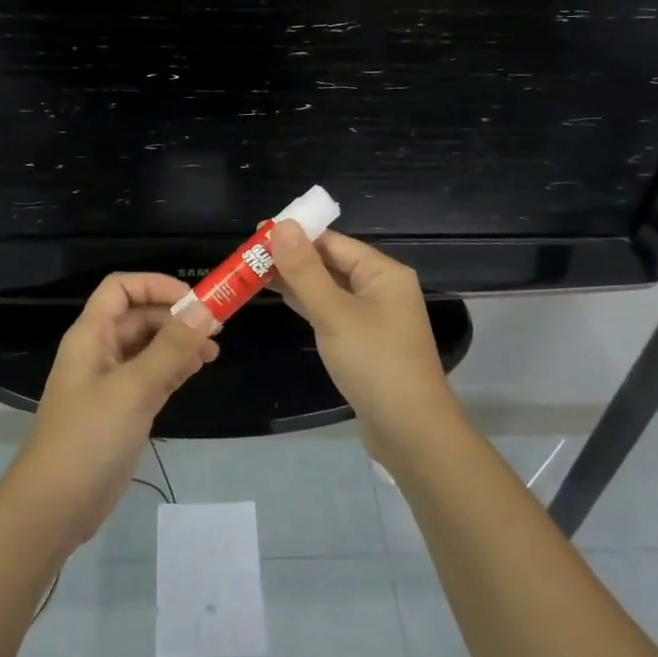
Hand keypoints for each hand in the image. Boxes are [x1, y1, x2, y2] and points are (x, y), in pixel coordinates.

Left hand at [1, 273, 218, 549]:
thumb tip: (205, 309)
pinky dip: (175, 367)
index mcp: (91, 335)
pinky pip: (152, 374)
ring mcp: (110, 381)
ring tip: (214, 351)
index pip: (121, 288)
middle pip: (138, 316)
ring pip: (148, 346)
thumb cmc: (89, 439)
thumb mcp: (134, 389)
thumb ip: (171, 348)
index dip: (156, 285)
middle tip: (216, 328)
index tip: (194, 301)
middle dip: (176, 316)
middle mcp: (99, 351)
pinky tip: (198, 369)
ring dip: (179, 342)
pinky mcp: (122, 409)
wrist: (56, 507)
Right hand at [268, 222, 463, 458]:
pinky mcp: (364, 342)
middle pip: (331, 262)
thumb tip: (282, 225)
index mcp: (383, 273)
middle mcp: (381, 288)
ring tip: (254, 272)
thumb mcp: (334, 313)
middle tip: (248, 255)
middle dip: (292, 257)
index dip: (296, 234)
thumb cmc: (375, 363)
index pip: (333, 241)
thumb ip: (305, 270)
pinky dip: (307, 303)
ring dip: (296, 280)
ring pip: (329, 288)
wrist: (410, 431)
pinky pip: (331, 311)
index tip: (257, 233)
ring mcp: (373, 317)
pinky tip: (281, 298)